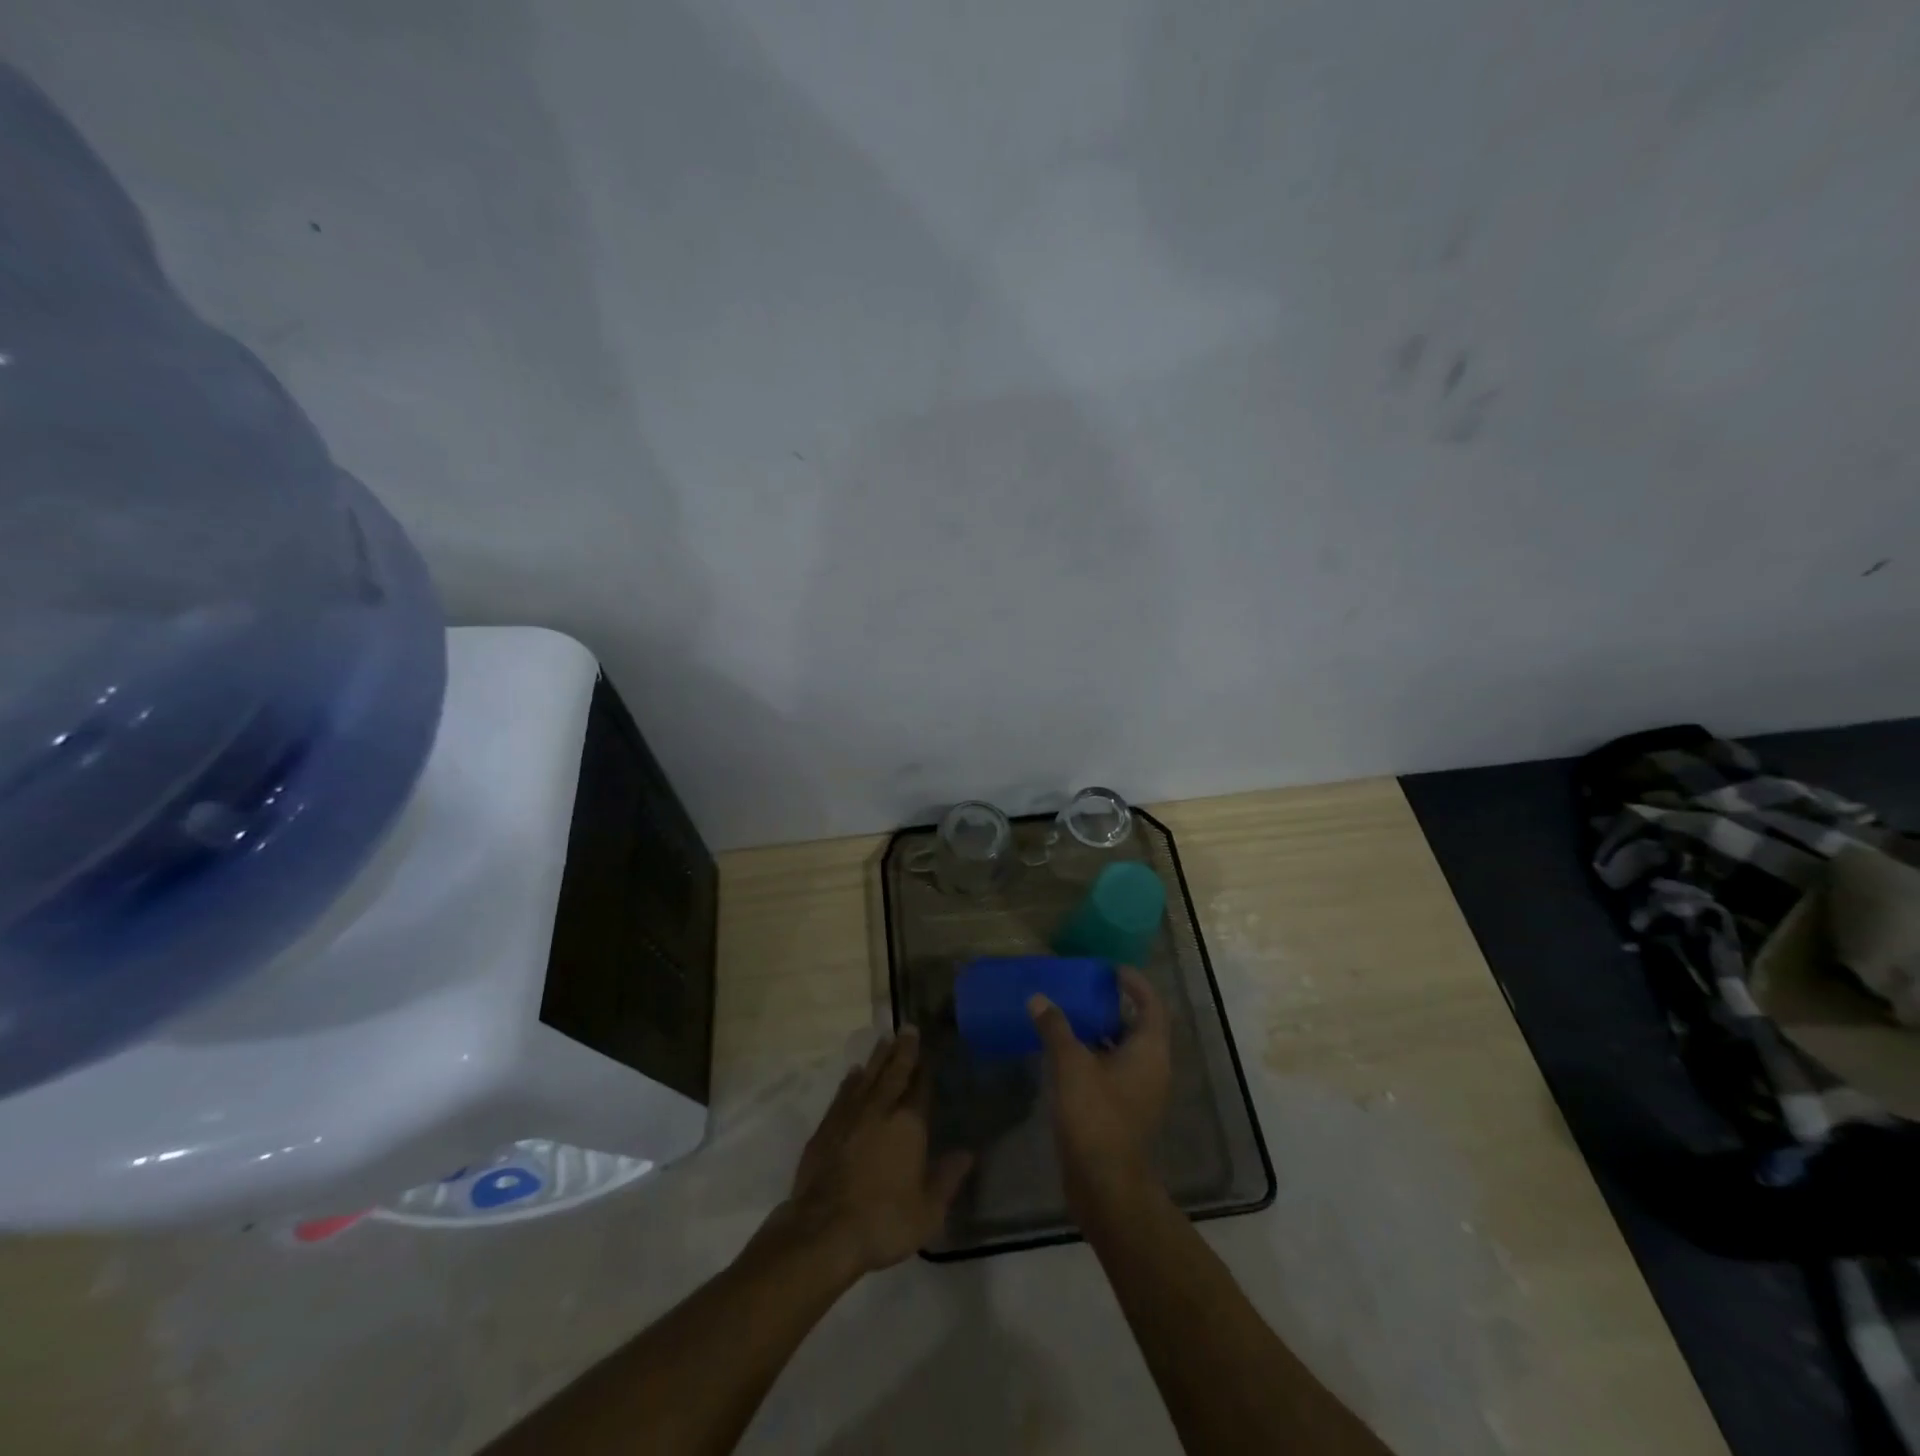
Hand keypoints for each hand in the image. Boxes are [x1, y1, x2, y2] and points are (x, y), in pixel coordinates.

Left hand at [781, 1028, 972, 1278]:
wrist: (823, 1233)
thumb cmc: (884, 1223)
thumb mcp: (928, 1211)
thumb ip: (947, 1178)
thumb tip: (967, 1153)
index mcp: (909, 1124)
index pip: (921, 1088)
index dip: (925, 1068)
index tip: (929, 1049)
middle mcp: (880, 1110)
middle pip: (894, 1072)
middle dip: (903, 1050)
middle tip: (907, 1028)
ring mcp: (849, 1116)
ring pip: (867, 1077)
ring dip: (877, 1058)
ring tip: (884, 1040)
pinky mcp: (825, 1129)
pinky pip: (842, 1094)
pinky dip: (850, 1081)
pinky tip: (854, 1074)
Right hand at [1029, 967, 1171, 1213]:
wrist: (1105, 1185)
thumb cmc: (1095, 1116)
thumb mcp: (1071, 1065)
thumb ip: (1055, 1027)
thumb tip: (1038, 998)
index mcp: (1150, 1051)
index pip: (1151, 1005)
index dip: (1135, 983)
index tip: (1110, 970)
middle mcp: (1153, 1069)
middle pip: (1140, 1026)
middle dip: (1115, 1006)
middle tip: (1085, 989)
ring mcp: (1141, 1094)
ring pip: (1125, 1051)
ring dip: (1103, 1032)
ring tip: (1072, 1016)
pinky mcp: (1125, 1112)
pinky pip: (1114, 1072)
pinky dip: (1096, 1056)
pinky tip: (1067, 1055)